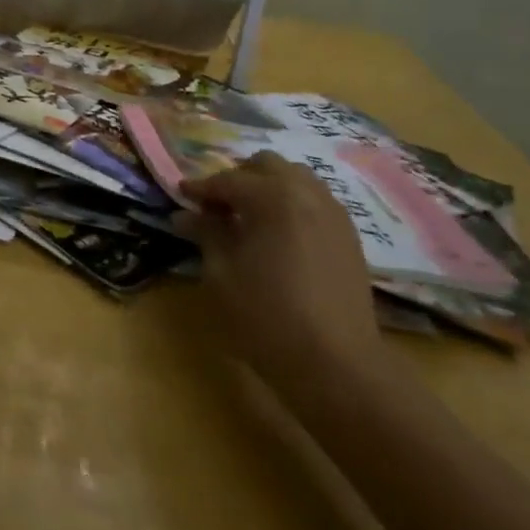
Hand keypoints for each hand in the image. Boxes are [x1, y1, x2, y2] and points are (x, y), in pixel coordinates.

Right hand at [176, 152, 383, 392]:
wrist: (336, 363)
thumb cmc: (266, 317)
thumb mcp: (222, 274)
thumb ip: (206, 234)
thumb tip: (185, 215)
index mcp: (272, 198)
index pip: (227, 180)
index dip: (200, 188)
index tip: (180, 195)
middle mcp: (307, 195)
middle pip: (267, 166)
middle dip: (238, 179)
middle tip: (216, 207)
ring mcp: (334, 214)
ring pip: (297, 179)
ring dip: (268, 188)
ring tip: (248, 218)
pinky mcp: (349, 237)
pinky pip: (316, 202)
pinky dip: (292, 205)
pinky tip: (278, 235)